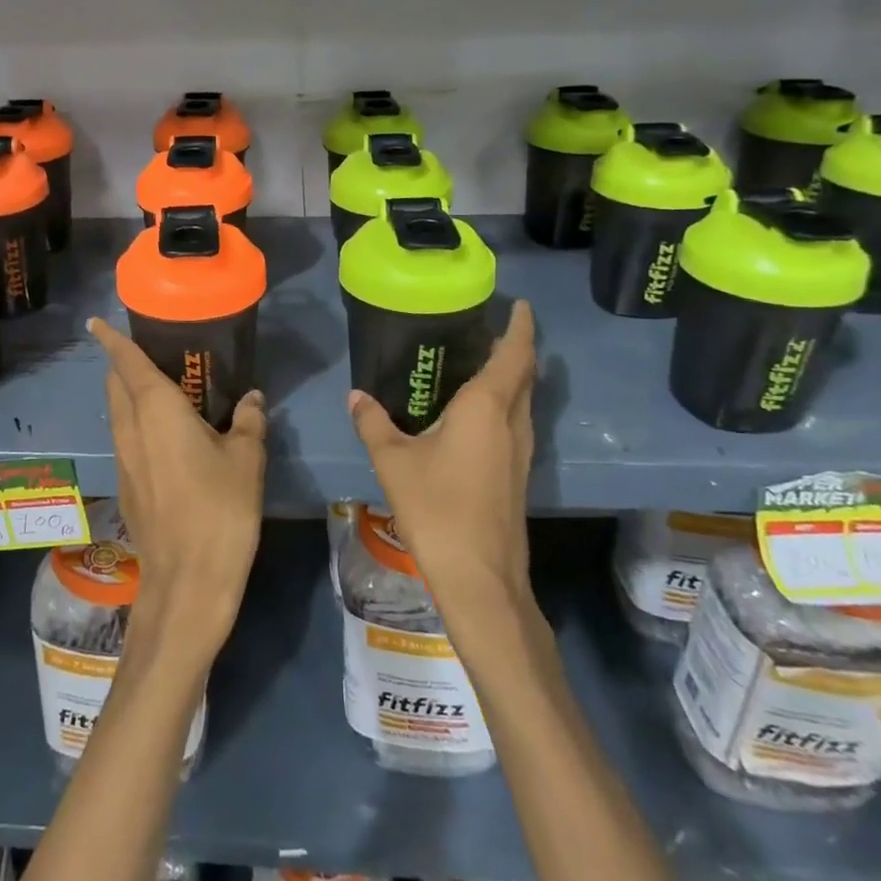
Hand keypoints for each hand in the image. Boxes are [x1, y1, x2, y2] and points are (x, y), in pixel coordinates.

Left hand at [89, 318, 266, 660]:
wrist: (187, 579)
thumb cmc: (220, 508)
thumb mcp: (246, 459)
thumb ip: (248, 421)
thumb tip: (252, 398)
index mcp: (156, 410)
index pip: (126, 363)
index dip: (111, 340)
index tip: (96, 322)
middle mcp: (130, 428)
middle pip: (115, 385)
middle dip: (122, 365)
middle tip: (152, 353)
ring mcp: (123, 459)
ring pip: (117, 413)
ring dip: (129, 395)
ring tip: (162, 389)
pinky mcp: (126, 484)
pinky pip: (126, 438)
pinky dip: (136, 423)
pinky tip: (166, 435)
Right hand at [348, 302, 536, 607]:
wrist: (479, 577)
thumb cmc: (437, 508)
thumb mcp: (393, 461)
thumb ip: (373, 423)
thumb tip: (355, 395)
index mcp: (486, 408)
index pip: (514, 354)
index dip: (521, 327)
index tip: (520, 304)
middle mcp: (512, 423)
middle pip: (524, 374)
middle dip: (514, 347)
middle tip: (487, 328)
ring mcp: (521, 451)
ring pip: (523, 400)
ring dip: (511, 376)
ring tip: (479, 361)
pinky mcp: (518, 474)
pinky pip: (515, 422)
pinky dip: (504, 403)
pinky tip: (473, 413)